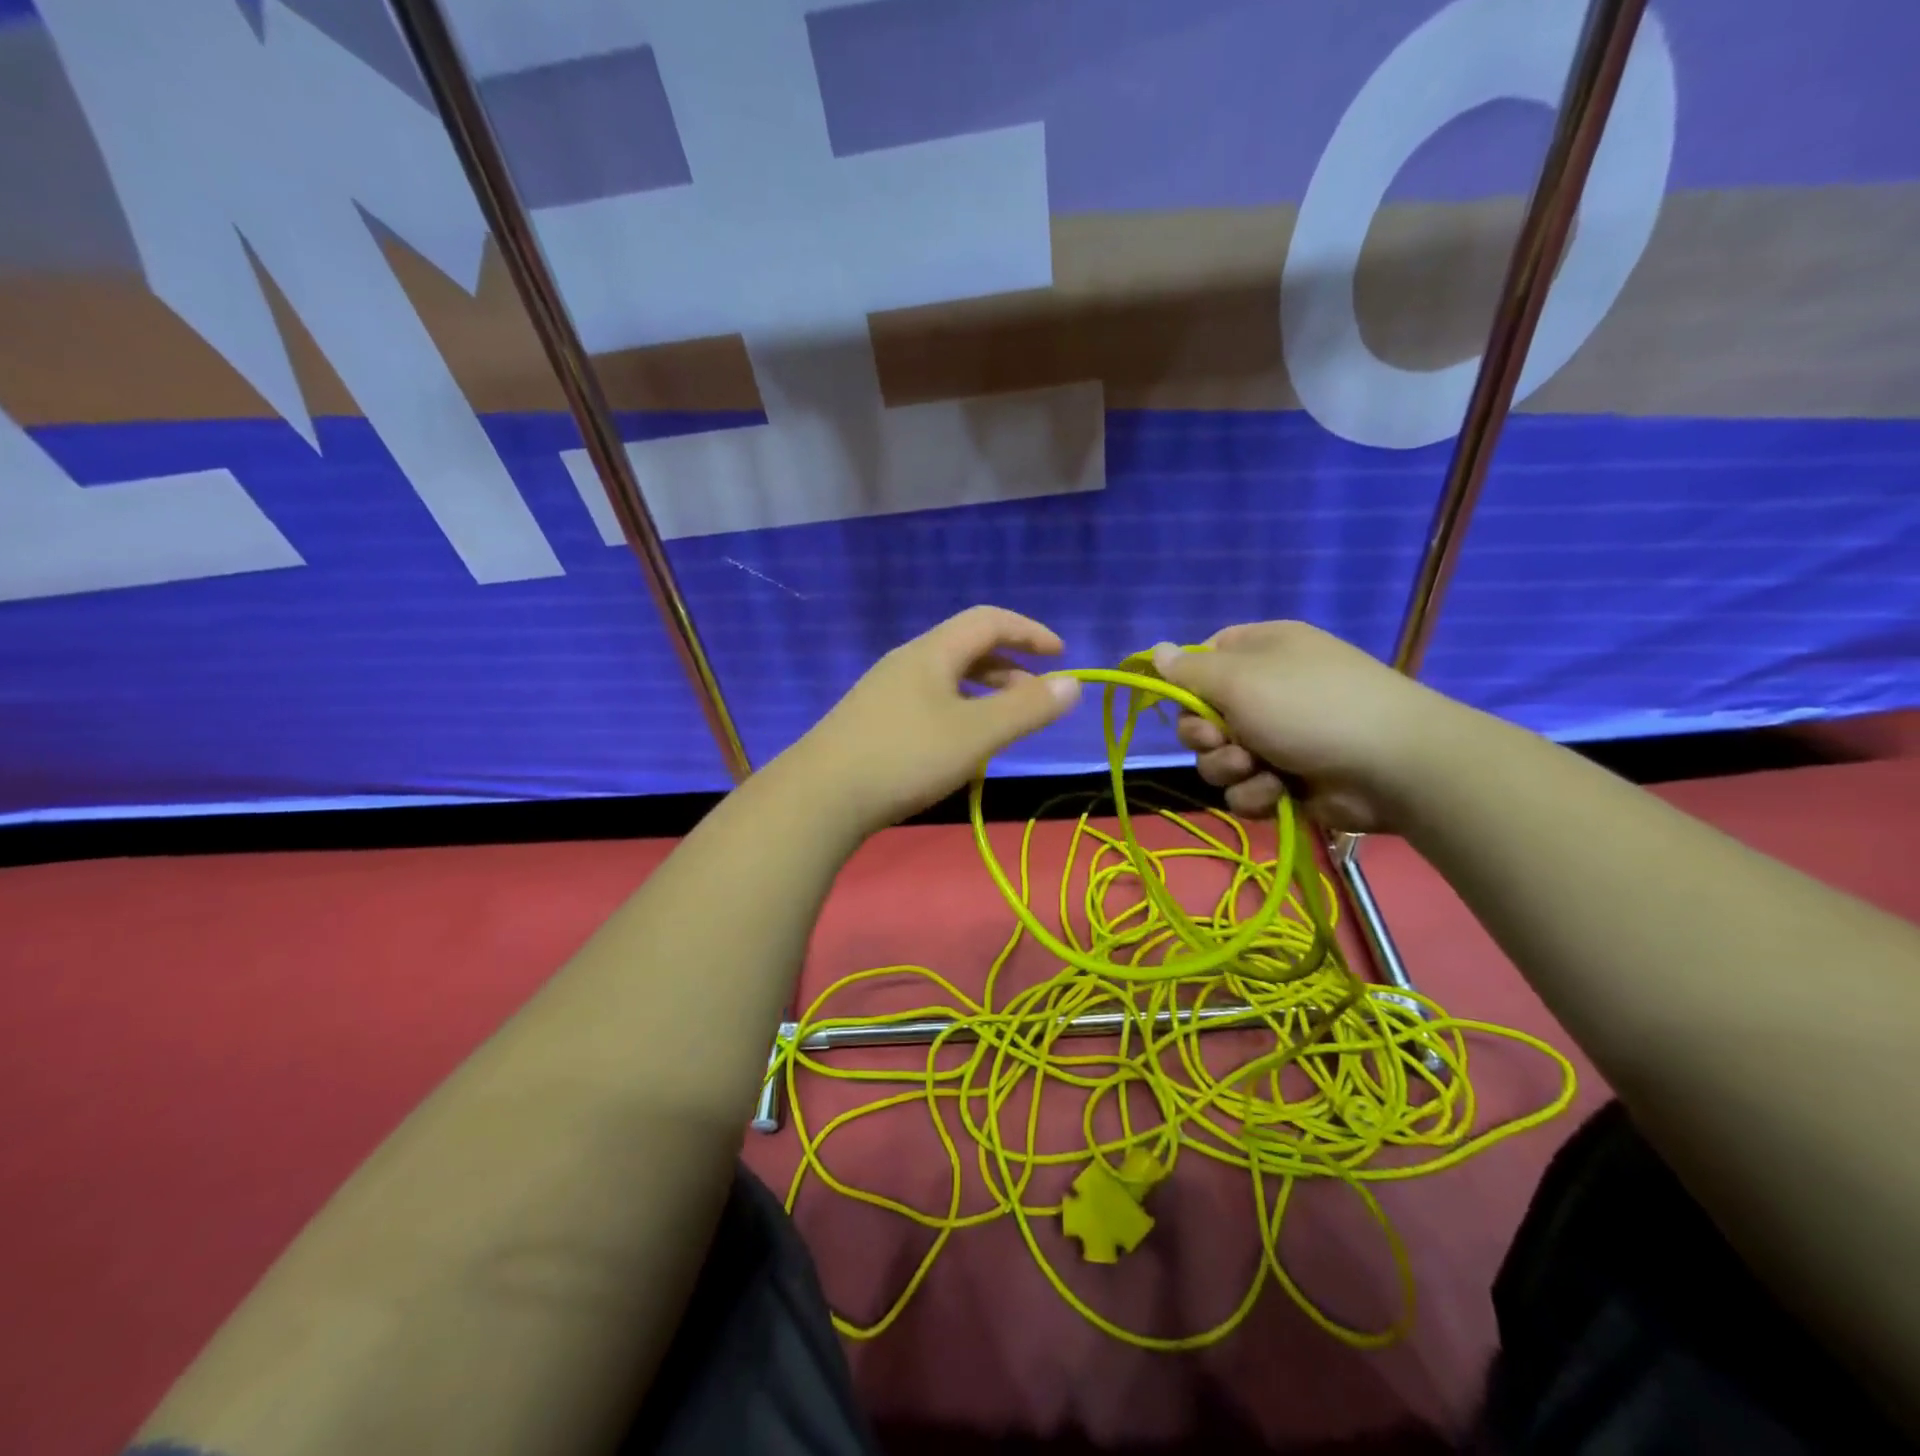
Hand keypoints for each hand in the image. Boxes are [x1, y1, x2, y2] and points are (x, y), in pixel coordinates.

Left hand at [789, 606, 1082, 833]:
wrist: (820, 797)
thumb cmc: (905, 757)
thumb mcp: (976, 734)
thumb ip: (1027, 709)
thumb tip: (1073, 684)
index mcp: (932, 652)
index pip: (989, 621)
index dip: (1029, 632)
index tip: (1061, 654)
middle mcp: (907, 662)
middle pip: (966, 648)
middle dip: (1009, 666)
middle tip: (1036, 697)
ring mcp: (885, 692)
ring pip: (947, 679)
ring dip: (984, 692)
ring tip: (1005, 724)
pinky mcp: (872, 722)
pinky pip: (929, 702)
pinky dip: (959, 712)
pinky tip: (960, 746)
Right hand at [1151, 621, 1464, 832]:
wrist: (1392, 766)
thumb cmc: (1310, 707)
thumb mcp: (1239, 680)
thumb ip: (1188, 672)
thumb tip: (1154, 650)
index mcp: (1260, 652)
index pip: (1203, 661)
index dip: (1186, 686)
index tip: (1182, 703)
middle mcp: (1267, 691)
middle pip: (1202, 718)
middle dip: (1206, 738)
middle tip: (1225, 741)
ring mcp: (1279, 737)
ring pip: (1219, 759)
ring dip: (1231, 769)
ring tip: (1260, 769)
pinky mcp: (1288, 780)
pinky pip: (1246, 789)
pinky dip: (1257, 794)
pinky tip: (1280, 792)